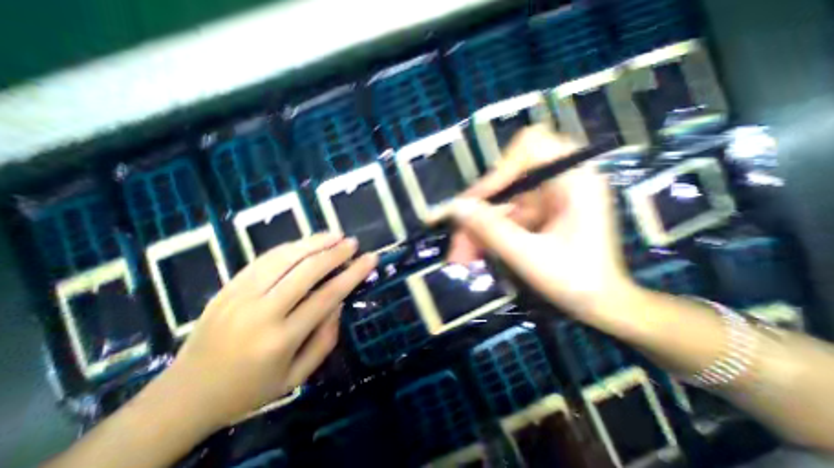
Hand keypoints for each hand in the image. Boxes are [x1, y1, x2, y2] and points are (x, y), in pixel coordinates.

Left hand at [157, 233, 378, 430]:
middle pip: (307, 271)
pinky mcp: (228, 287)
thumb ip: (325, 339)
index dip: (353, 273)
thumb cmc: (249, 390)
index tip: (371, 258)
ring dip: (314, 242)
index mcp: (281, 339)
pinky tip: (306, 242)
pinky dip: (291, 246)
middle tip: (353, 243)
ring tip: (335, 235)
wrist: (183, 396)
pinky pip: (265, 258)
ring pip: (285, 258)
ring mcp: (240, 296)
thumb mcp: (297, 377)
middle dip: (335, 252)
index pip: (327, 296)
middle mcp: (260, 312)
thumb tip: (339, 302)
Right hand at [449, 126, 632, 318]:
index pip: (530, 146)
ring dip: (477, 228)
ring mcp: (546, 198)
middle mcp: (559, 181)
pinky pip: (503, 216)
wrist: (600, 304)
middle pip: (505, 180)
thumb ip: (491, 230)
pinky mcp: (536, 213)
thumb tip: (456, 208)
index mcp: (574, 179)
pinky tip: (474, 253)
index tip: (476, 201)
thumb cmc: (577, 281)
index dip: (499, 170)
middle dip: (479, 211)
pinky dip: (486, 234)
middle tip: (458, 234)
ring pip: (499, 202)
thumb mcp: (529, 256)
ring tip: (460, 256)